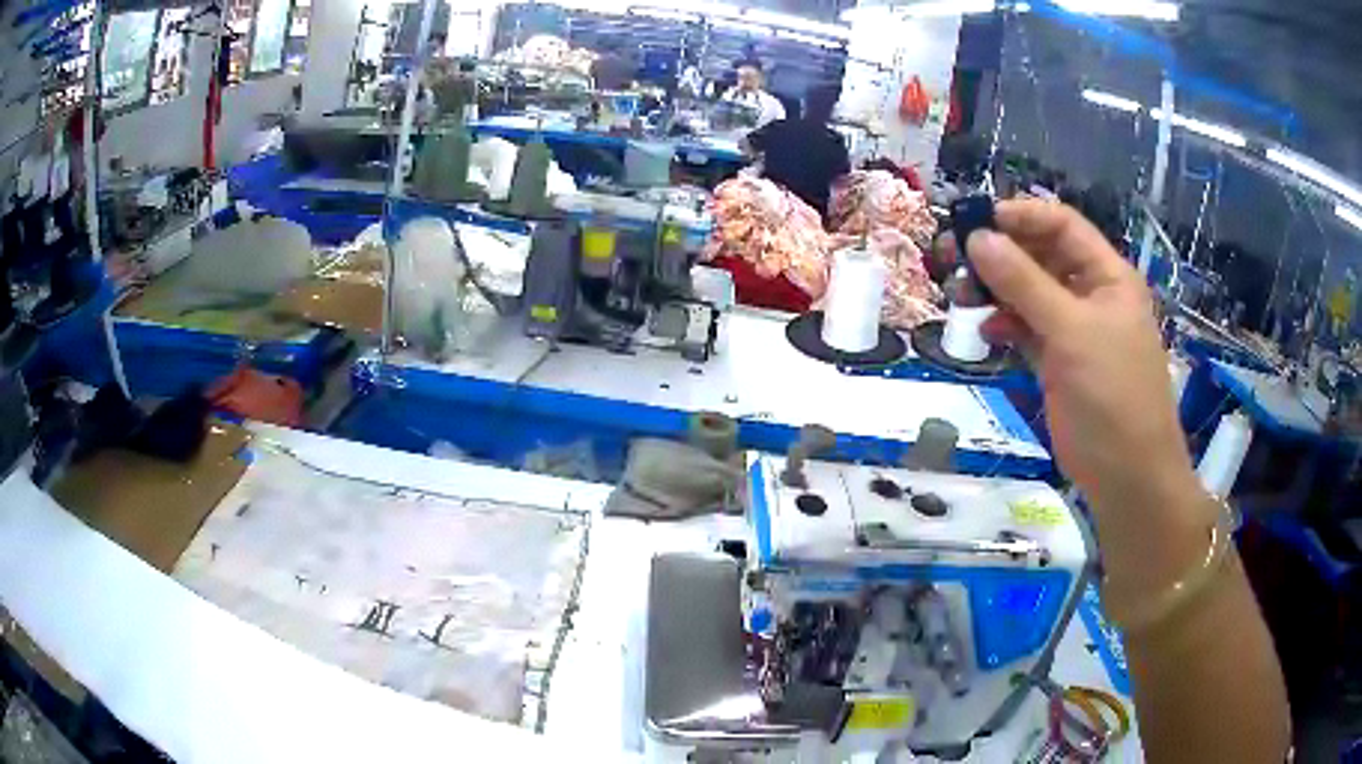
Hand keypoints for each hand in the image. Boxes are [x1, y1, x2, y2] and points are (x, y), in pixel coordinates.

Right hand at [964, 200, 1197, 514]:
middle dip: (999, 253)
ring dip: (995, 290)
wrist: (1126, 475)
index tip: (975, 221)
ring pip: (1028, 293)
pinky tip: (985, 332)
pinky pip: (1025, 329)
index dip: (1020, 217)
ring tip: (960, 296)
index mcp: (1107, 276)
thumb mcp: (1071, 332)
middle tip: (952, 256)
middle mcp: (1091, 294)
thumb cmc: (1112, 395)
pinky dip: (1004, 325)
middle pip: (1040, 256)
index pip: (1061, 226)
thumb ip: (1024, 283)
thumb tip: (977, 237)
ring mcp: (1074, 330)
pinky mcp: (1058, 362)